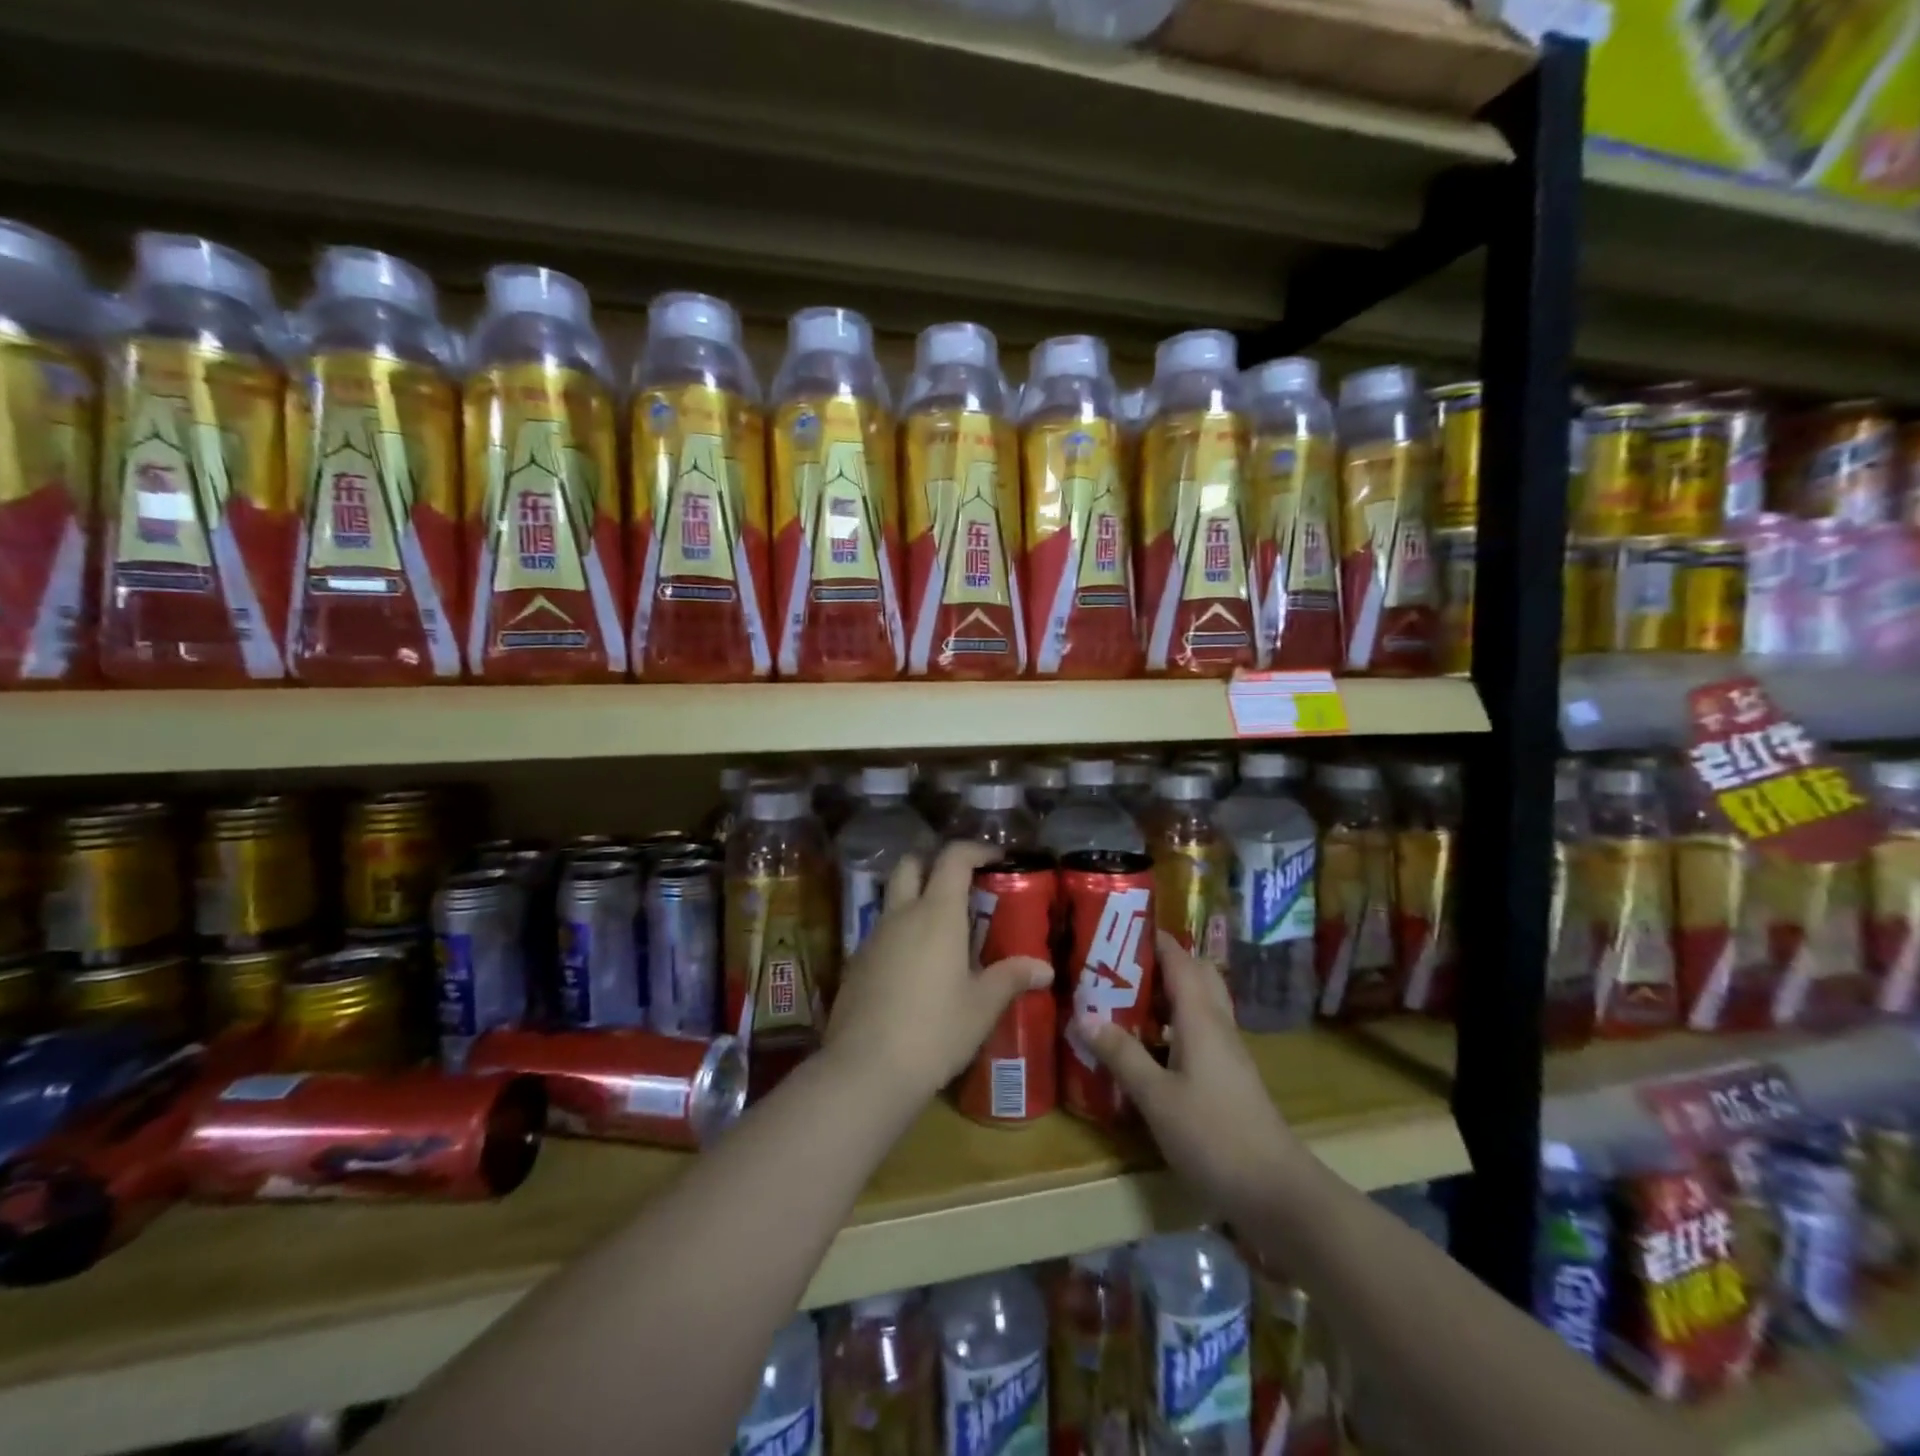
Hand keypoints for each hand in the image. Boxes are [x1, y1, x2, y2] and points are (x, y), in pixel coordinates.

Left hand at [824, 841, 1052, 1102]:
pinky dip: (900, 932)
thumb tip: (1044, 968)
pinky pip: (881, 932)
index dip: (975, 850)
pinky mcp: (856, 963)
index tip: (996, 858)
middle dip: (934, 864)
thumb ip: (1011, 978)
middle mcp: (901, 915)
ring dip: (915, 898)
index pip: (953, 858)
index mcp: (936, 914)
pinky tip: (916, 966)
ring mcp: (873, 937)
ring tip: (943, 930)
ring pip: (893, 898)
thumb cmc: (935, 1030)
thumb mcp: (982, 1006)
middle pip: (911, 865)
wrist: (866, 1069)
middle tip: (961, 885)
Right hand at [1079, 932, 1300, 1219]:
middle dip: (1160, 961)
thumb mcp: (1157, 1097)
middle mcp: (1217, 1025)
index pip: (1179, 959)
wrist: (1278, 1192)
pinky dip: (1173, 1025)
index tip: (1118, 926)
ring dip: (1166, 993)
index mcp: (1200, 1017)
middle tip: (1119, 964)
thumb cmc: (1214, 1136)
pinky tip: (1147, 1046)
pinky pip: (1199, 1031)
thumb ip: (1122, 1055)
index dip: (1153, 938)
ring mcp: (1227, 1052)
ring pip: (1198, 1004)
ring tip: (1124, 998)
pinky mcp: (1229, 1076)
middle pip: (1195, 975)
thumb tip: (1084, 1016)